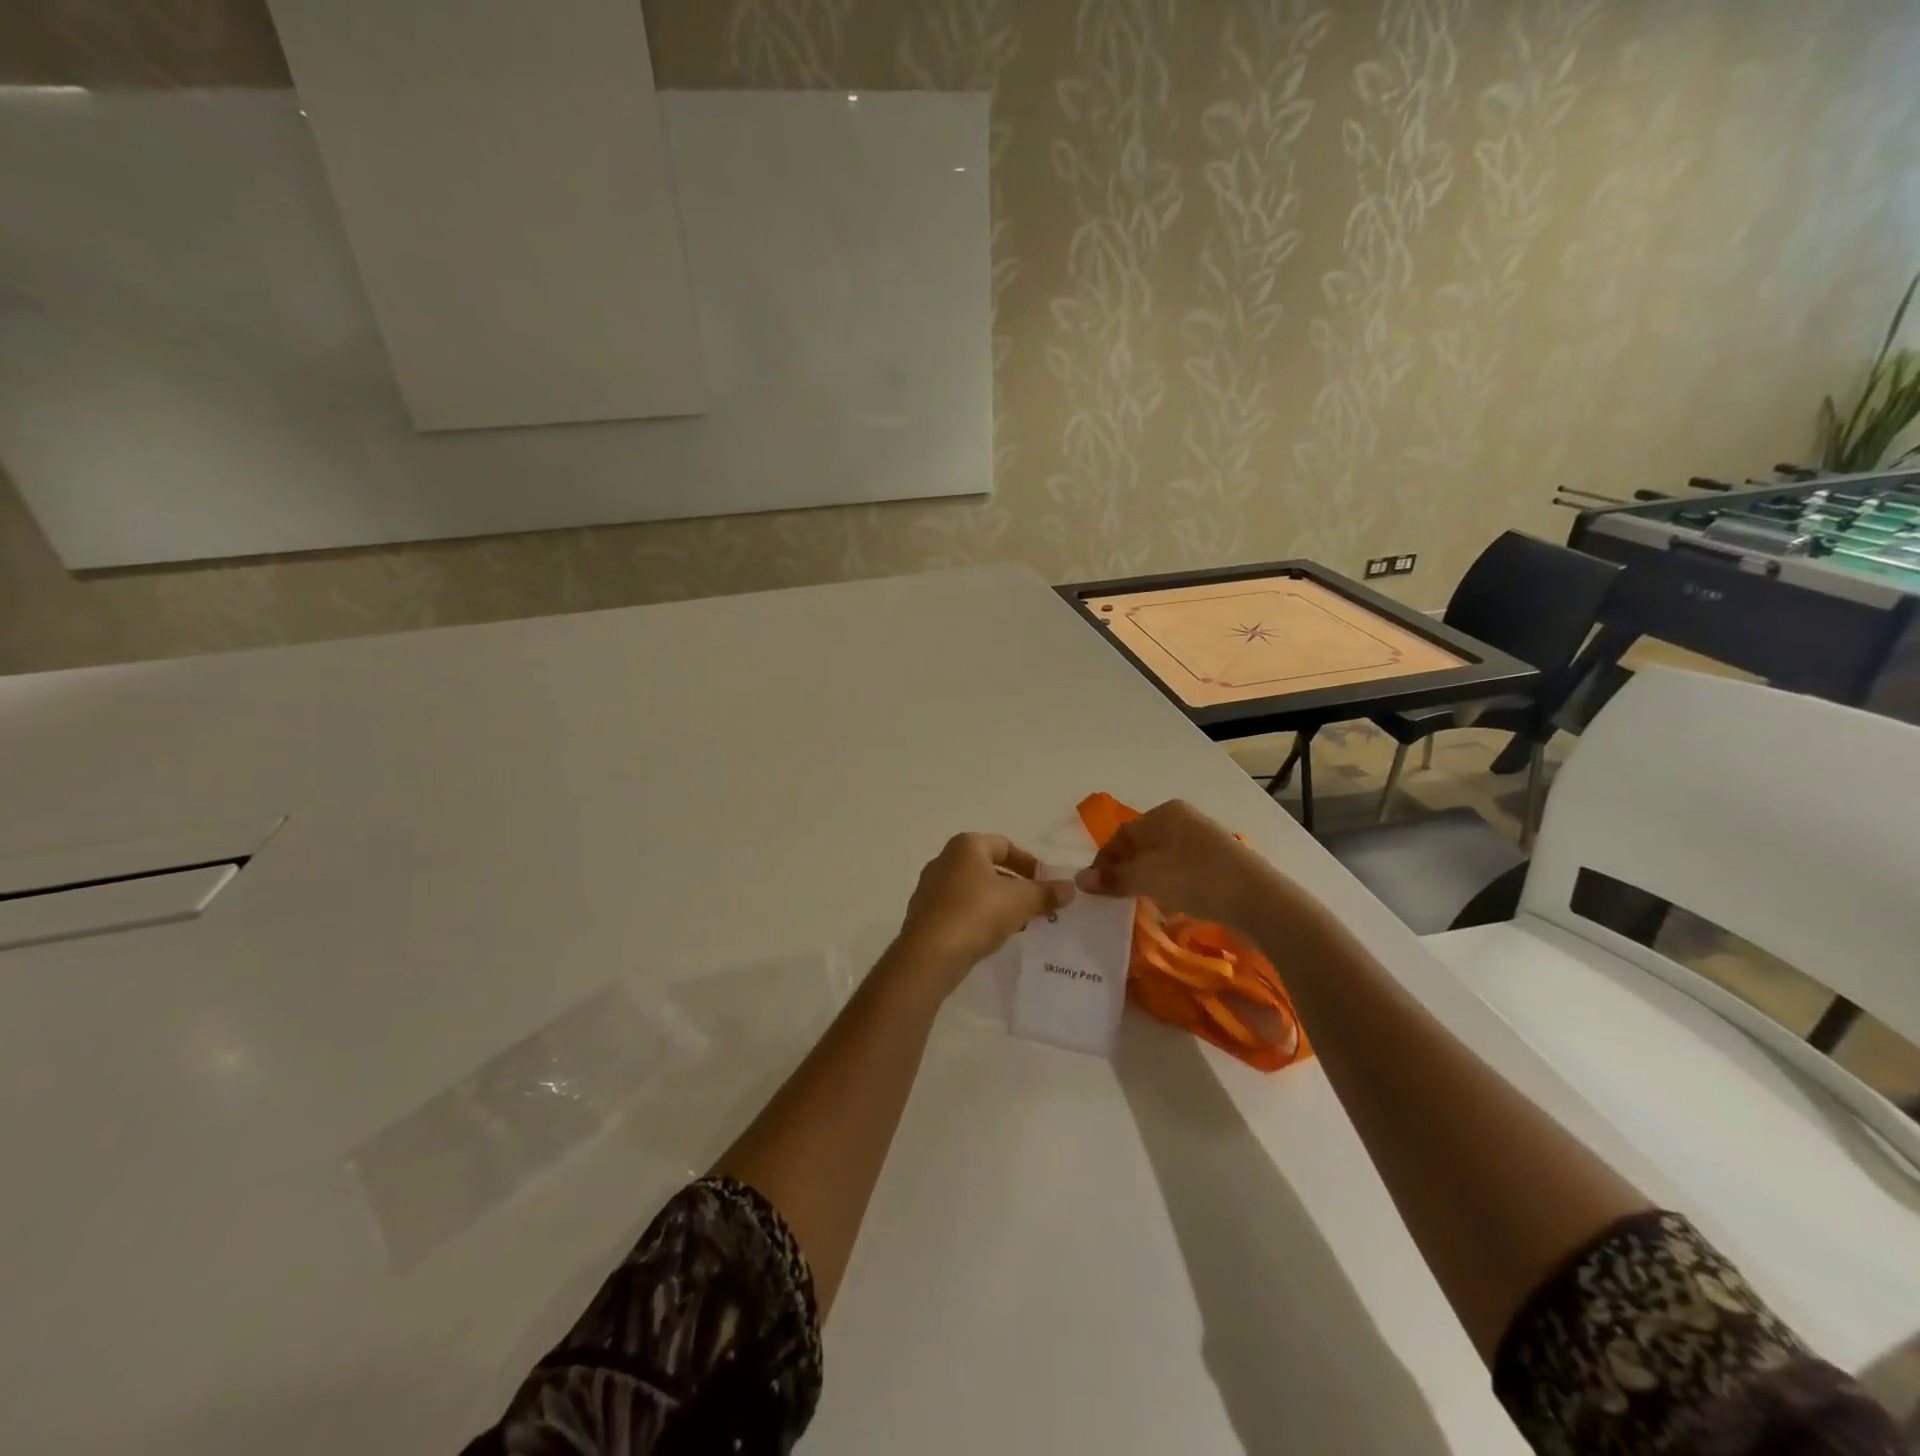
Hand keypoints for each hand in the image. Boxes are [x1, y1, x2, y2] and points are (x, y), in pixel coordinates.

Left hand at [892, 834, 1073, 989]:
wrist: (929, 954)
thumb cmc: (977, 913)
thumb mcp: (1021, 901)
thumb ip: (1046, 892)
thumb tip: (1070, 887)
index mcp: (966, 846)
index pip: (1005, 845)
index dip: (1029, 863)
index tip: (1045, 883)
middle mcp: (944, 860)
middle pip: (988, 867)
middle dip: (1014, 885)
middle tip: (1035, 905)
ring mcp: (930, 888)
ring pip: (973, 889)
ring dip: (997, 902)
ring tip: (1018, 923)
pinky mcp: (924, 915)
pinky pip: (959, 909)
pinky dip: (978, 917)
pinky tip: (991, 937)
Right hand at [1075, 799, 1314, 932]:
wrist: (1257, 899)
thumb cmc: (1195, 878)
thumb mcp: (1146, 878)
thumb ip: (1113, 878)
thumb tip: (1080, 880)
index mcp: (1164, 813)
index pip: (1122, 834)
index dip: (1104, 860)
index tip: (1095, 887)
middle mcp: (1184, 819)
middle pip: (1142, 844)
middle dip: (1125, 869)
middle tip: (1114, 896)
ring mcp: (1205, 840)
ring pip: (1163, 858)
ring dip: (1147, 878)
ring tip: (1139, 902)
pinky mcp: (1220, 862)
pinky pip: (1183, 870)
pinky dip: (1169, 884)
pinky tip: (1169, 903)